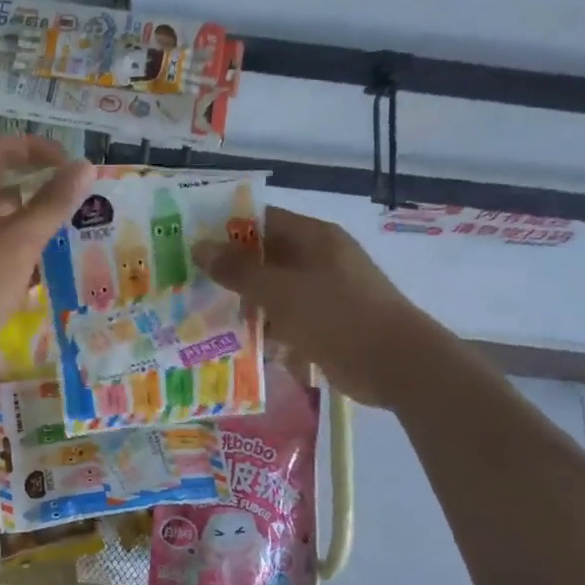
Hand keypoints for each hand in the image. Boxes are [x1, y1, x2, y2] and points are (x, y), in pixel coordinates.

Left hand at [0, 137, 93, 379]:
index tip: (73, 166)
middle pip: (4, 186)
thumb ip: (54, 202)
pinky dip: (21, 256)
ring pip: (3, 223)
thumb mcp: (21, 239)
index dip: (40, 149)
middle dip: (44, 193)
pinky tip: (48, 273)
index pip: (3, 149)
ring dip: (36, 228)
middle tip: (82, 205)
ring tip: (75, 238)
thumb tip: (84, 166)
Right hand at [199, 207, 426, 407]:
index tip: (190, 242)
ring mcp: (323, 293)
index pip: (263, 220)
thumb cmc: (338, 316)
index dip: (227, 228)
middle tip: (188, 281)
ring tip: (201, 314)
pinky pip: (286, 319)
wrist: (396, 364)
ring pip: (273, 291)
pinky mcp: (325, 325)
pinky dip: (265, 329)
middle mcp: (319, 259)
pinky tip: (235, 342)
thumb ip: (239, 271)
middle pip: (265, 256)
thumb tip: (199, 247)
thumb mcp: (281, 291)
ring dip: (244, 303)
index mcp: (314, 238)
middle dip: (230, 269)